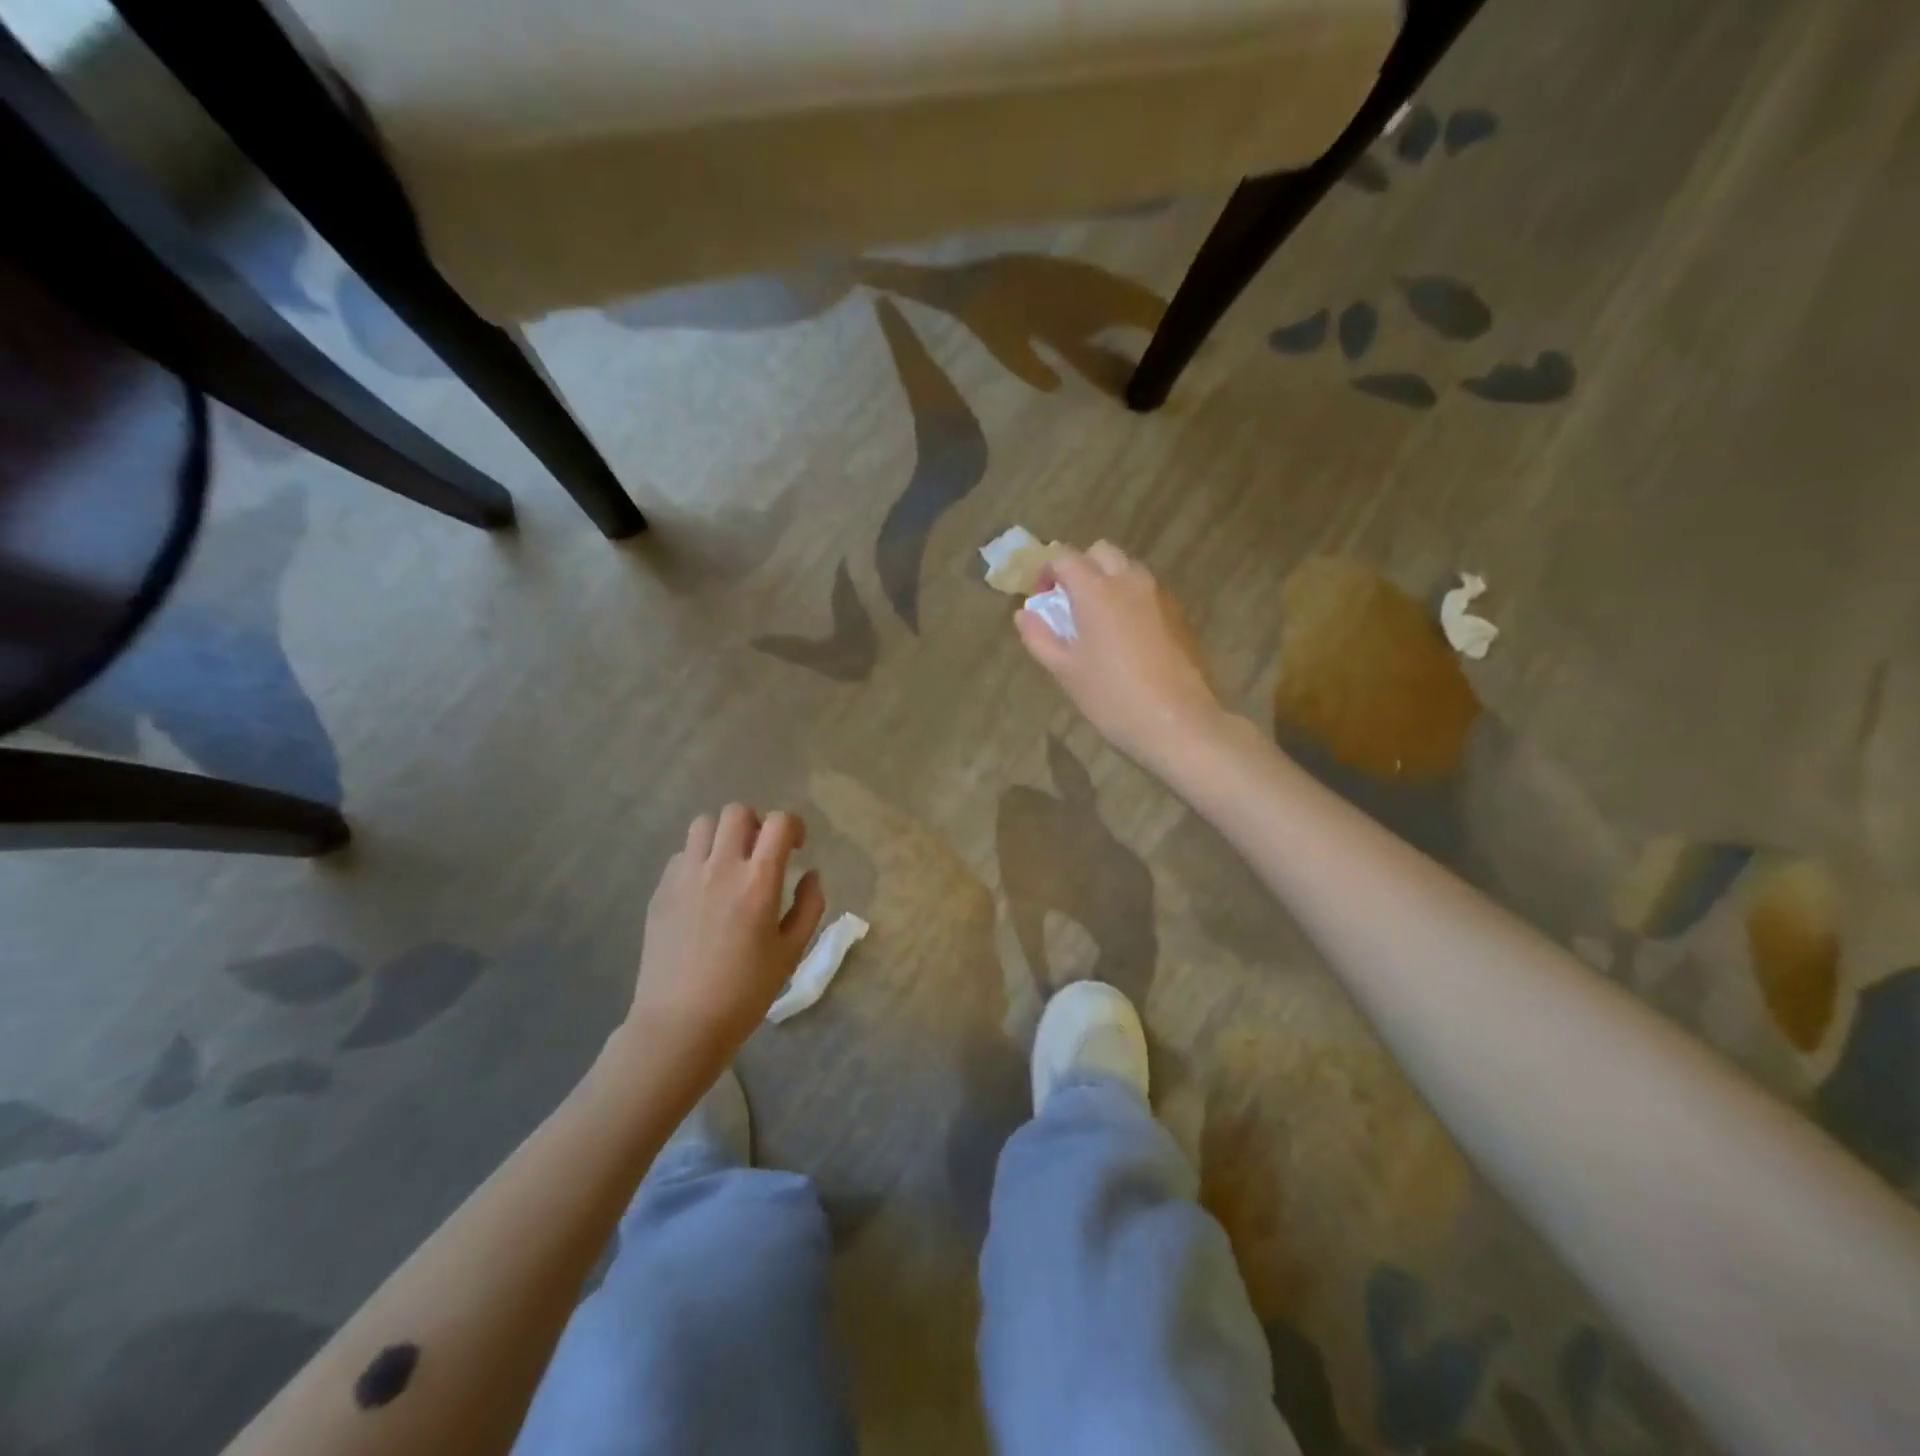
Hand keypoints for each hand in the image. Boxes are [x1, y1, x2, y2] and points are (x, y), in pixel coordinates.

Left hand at [625, 805, 825, 1065]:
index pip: (779, 822)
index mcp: (759, 881)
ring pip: (703, 824)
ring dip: (722, 835)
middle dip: (756, 824)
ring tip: (729, 864)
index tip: (796, 848)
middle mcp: (721, 867)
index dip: (794, 827)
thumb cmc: (745, 991)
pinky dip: (698, 859)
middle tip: (761, 854)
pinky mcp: (661, 890)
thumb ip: (809, 906)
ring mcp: (685, 876)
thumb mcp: (792, 951)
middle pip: (737, 812)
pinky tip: (703, 891)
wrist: (681, 1023)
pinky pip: (681, 854)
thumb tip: (811, 874)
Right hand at [1016, 542, 1226, 772]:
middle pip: (1101, 552)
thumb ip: (1039, 637)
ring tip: (1097, 619)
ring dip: (1108, 580)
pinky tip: (1126, 636)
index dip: (1047, 571)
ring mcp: (1160, 595)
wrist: (1178, 722)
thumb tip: (1023, 614)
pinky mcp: (1179, 614)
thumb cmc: (1111, 697)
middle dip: (1080, 567)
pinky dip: (1130, 598)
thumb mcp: (1065, 671)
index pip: (1064, 558)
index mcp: (1096, 591)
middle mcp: (1130, 581)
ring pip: (1128, 568)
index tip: (1040, 597)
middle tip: (1068, 602)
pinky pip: (1148, 591)